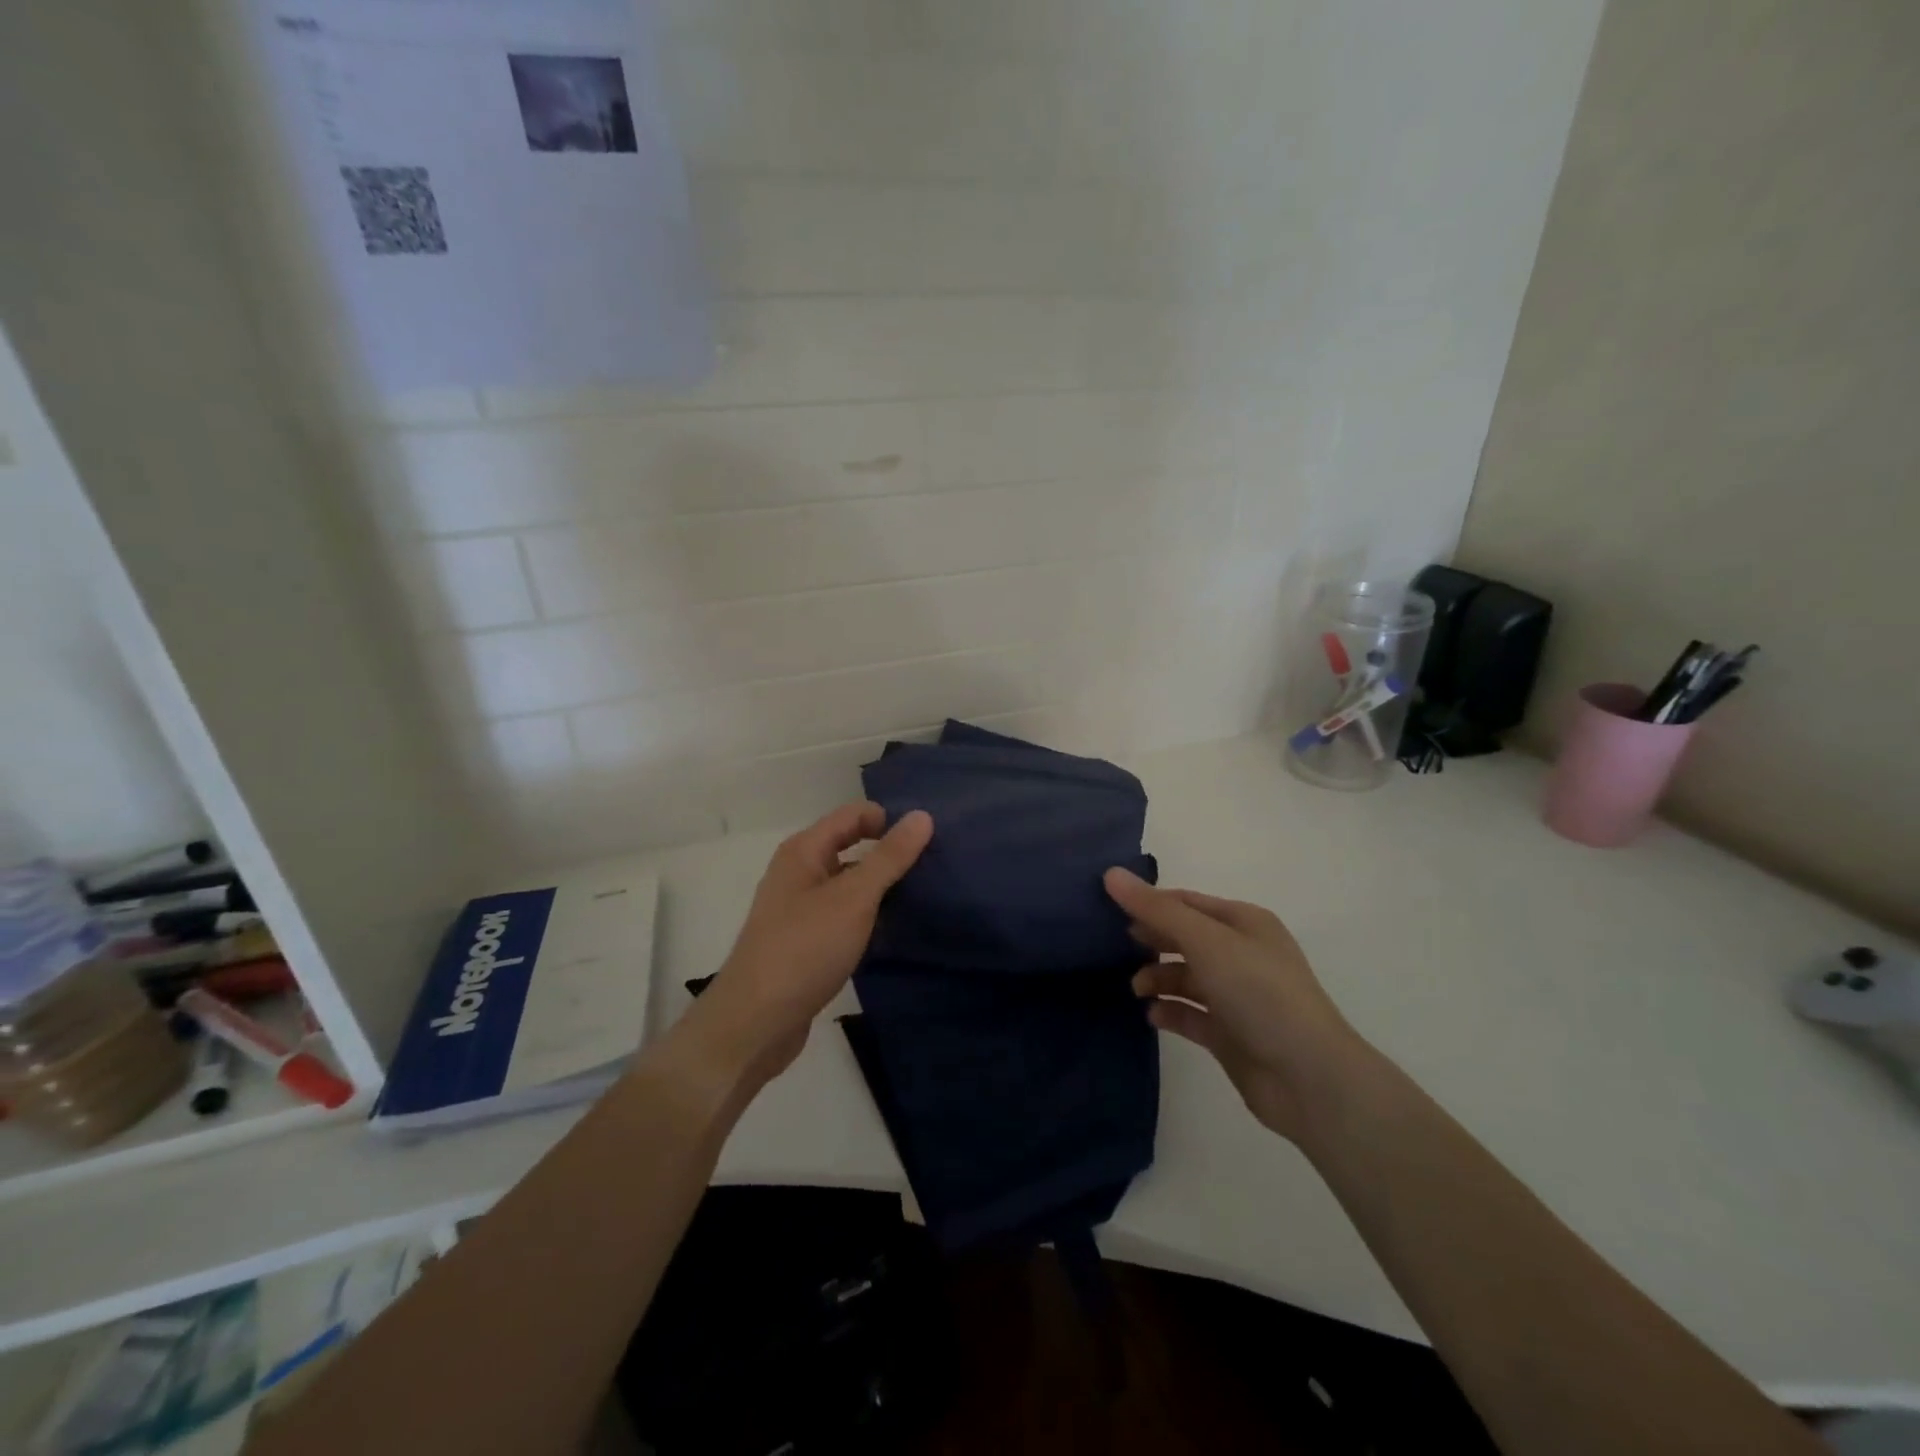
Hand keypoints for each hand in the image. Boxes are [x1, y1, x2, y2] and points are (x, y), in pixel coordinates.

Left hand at [669, 802, 932, 1098]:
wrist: (756, 1022)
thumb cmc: (804, 948)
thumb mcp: (854, 898)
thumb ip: (889, 857)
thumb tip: (922, 816)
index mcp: (803, 851)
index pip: (853, 815)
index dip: (889, 820)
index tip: (930, 839)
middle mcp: (799, 872)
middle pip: (851, 845)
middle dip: (889, 852)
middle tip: (935, 864)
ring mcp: (800, 908)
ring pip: (849, 882)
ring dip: (882, 886)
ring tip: (925, 894)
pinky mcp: (806, 941)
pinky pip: (844, 913)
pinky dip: (869, 914)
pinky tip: (896, 928)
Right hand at [1104, 866, 1372, 1142]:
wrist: (1308, 1078)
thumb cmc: (1260, 993)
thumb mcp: (1206, 942)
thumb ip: (1157, 910)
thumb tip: (1111, 874)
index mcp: (1244, 923)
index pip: (1186, 902)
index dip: (1150, 903)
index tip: (1108, 909)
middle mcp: (1241, 954)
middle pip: (1184, 938)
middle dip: (1151, 941)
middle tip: (1114, 948)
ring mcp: (1236, 996)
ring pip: (1186, 977)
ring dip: (1157, 979)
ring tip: (1137, 989)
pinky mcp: (1230, 1034)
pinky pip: (1190, 1014)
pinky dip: (1170, 1011)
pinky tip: (1153, 1016)